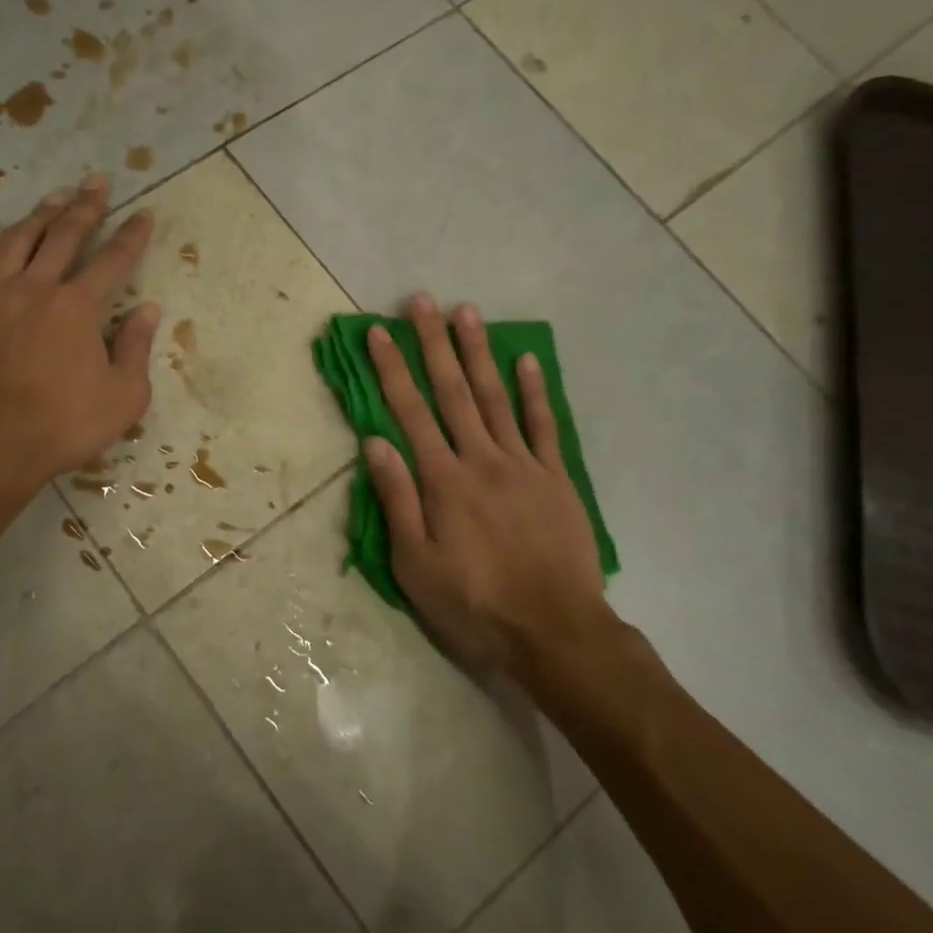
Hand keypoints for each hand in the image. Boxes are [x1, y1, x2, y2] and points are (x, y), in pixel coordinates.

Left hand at [0, 174, 160, 483]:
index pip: (113, 260)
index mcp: (78, 307)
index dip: (132, 235)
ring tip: (54, 197)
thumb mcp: (123, 396)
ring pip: (17, 241)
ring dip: (39, 215)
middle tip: (97, 181)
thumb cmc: (63, 424)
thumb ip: (136, 348)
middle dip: (86, 206)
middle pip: (64, 235)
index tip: (145, 212)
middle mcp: (36, 289)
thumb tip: (148, 310)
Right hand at [363, 295, 613, 687]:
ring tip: (467, 312)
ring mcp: (524, 465)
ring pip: (495, 397)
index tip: (379, 333)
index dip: (392, 370)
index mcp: (442, 480)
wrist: (555, 632)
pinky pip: (544, 425)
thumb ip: (397, 500)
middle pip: (452, 391)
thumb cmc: (473, 604)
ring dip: (478, 352)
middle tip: (421, 301)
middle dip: (433, 343)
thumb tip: (375, 442)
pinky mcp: (556, 478)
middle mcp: (481, 459)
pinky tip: (526, 360)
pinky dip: (534, 391)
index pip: (410, 412)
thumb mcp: (415, 564)